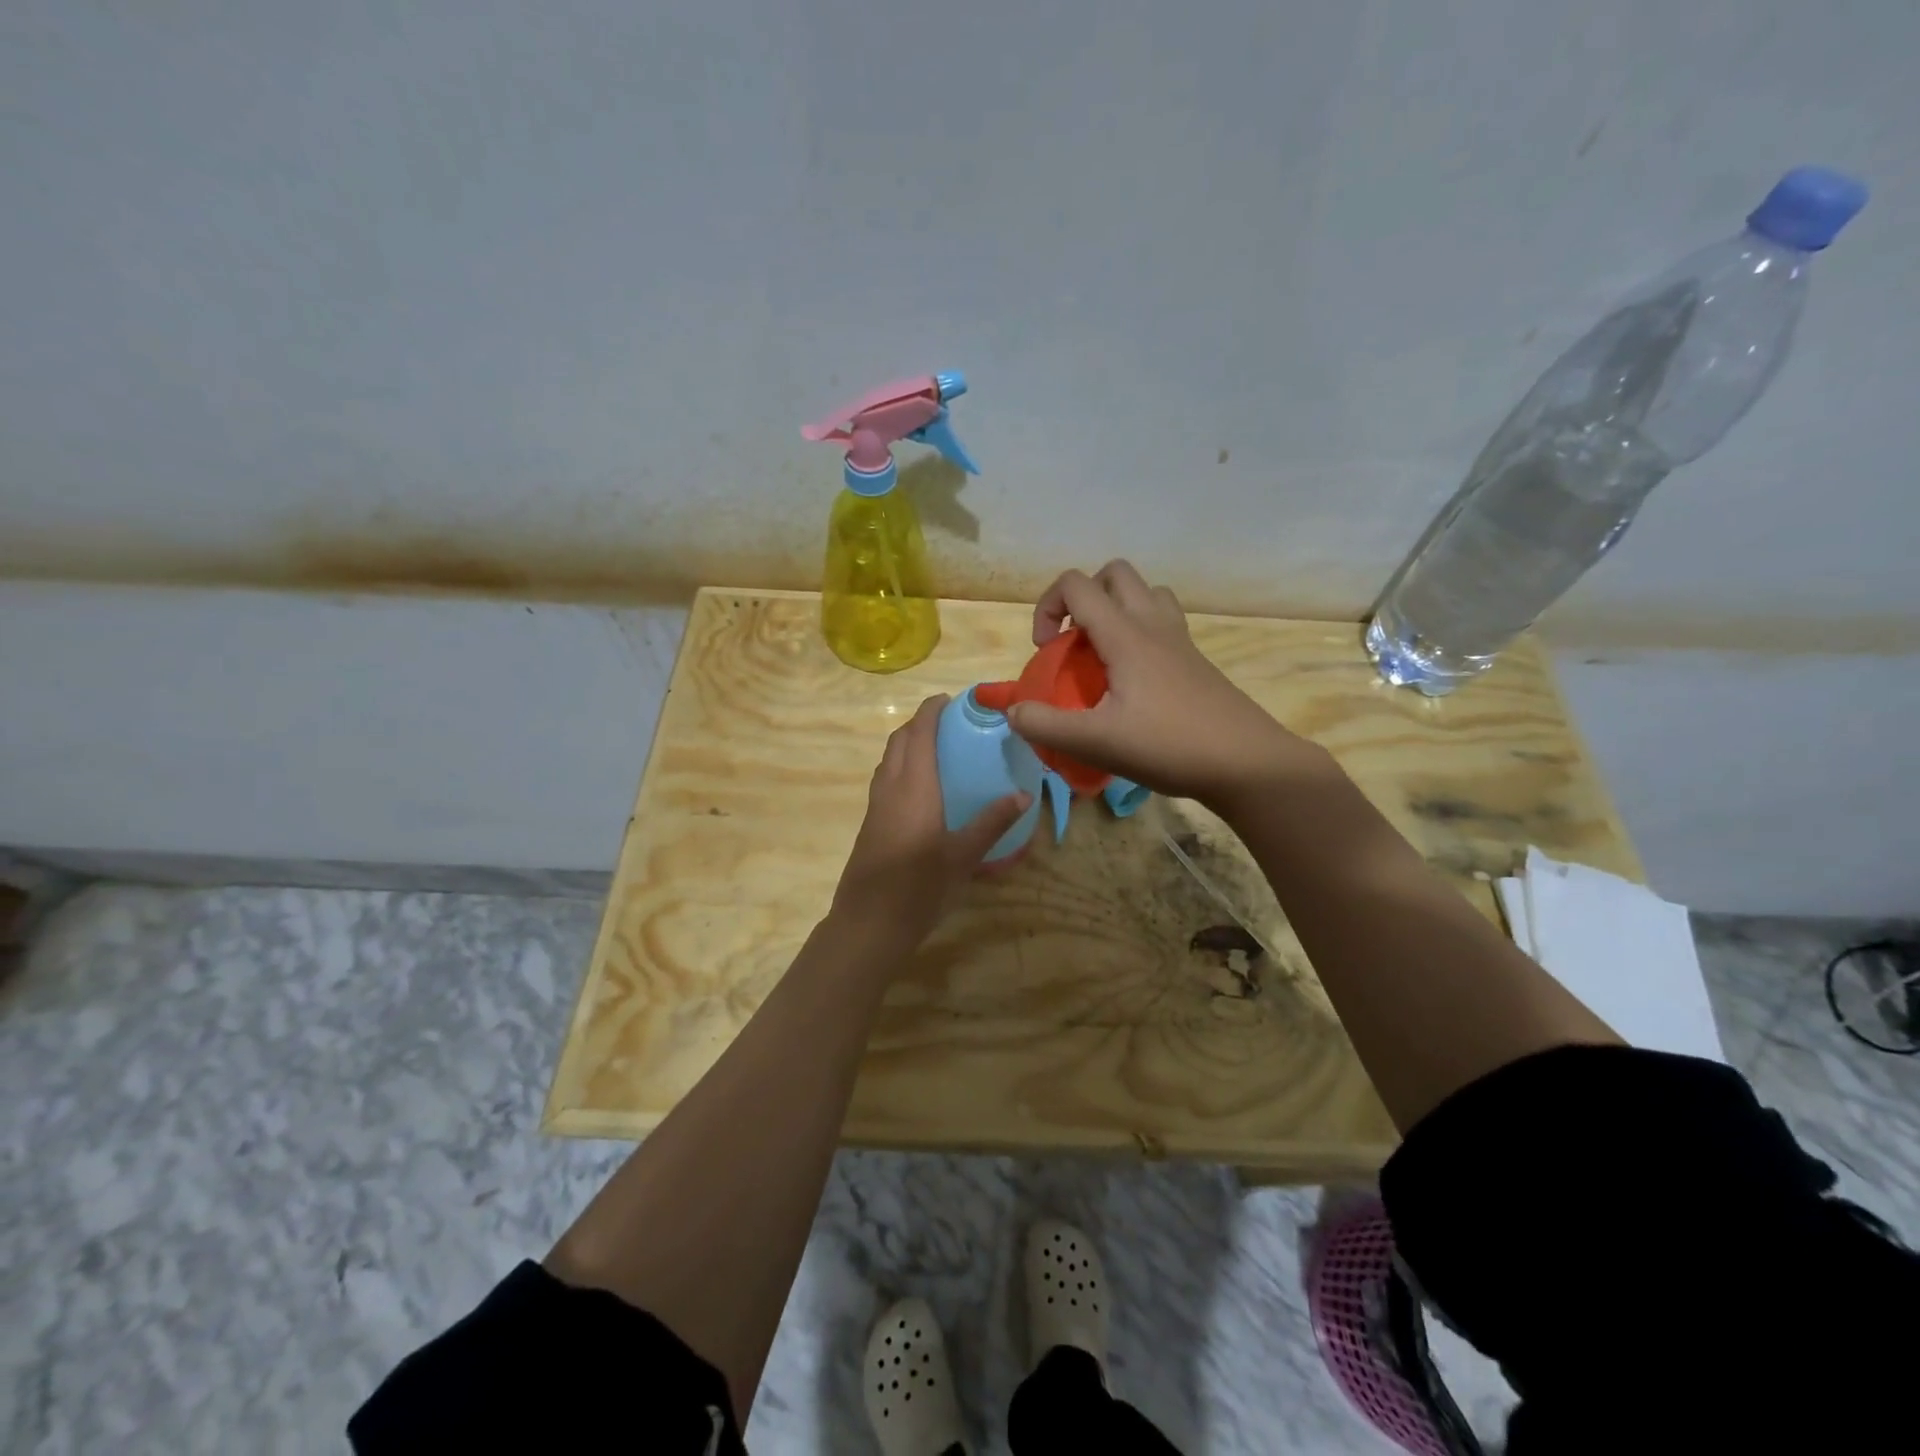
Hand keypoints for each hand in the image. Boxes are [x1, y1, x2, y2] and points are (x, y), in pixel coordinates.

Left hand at [831, 695, 1029, 949]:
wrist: (868, 924)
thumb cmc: (919, 888)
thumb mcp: (963, 856)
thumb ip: (992, 822)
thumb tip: (1023, 795)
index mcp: (914, 787)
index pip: (920, 733)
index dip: (932, 710)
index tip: (952, 700)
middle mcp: (890, 788)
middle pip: (900, 741)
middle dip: (920, 723)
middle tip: (950, 722)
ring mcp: (876, 806)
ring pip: (888, 760)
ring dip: (908, 744)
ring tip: (938, 749)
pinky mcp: (870, 823)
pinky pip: (885, 779)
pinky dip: (902, 767)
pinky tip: (923, 789)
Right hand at [1009, 560, 1320, 806]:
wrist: (1247, 763)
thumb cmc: (1169, 746)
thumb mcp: (1096, 742)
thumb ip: (1046, 725)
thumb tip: (1012, 711)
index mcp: (1126, 634)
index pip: (1077, 584)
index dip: (1048, 607)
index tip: (1046, 650)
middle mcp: (1153, 625)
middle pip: (1115, 574)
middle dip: (1084, 598)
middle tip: (1075, 643)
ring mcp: (1180, 640)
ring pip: (1146, 594)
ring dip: (1117, 609)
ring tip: (1104, 653)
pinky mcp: (1196, 661)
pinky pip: (1164, 622)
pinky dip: (1141, 632)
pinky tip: (1134, 679)